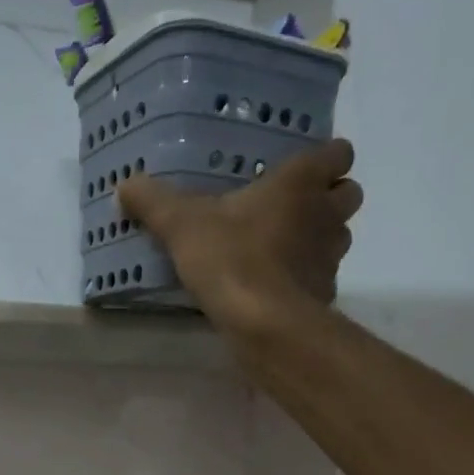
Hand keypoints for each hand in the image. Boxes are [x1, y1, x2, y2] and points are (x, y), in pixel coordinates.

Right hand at [117, 139, 362, 332]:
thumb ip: (153, 202)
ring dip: (318, 237)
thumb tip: (125, 184)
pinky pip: (321, 276)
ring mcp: (331, 255)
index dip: (324, 158)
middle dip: (327, 197)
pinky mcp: (325, 292)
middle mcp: (326, 213)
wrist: (263, 322)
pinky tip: (275, 287)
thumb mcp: (181, 225)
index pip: (338, 152)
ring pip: (339, 235)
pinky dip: (305, 277)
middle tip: (289, 208)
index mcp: (300, 182)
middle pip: (348, 193)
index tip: (296, 169)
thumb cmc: (230, 258)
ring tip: (279, 248)